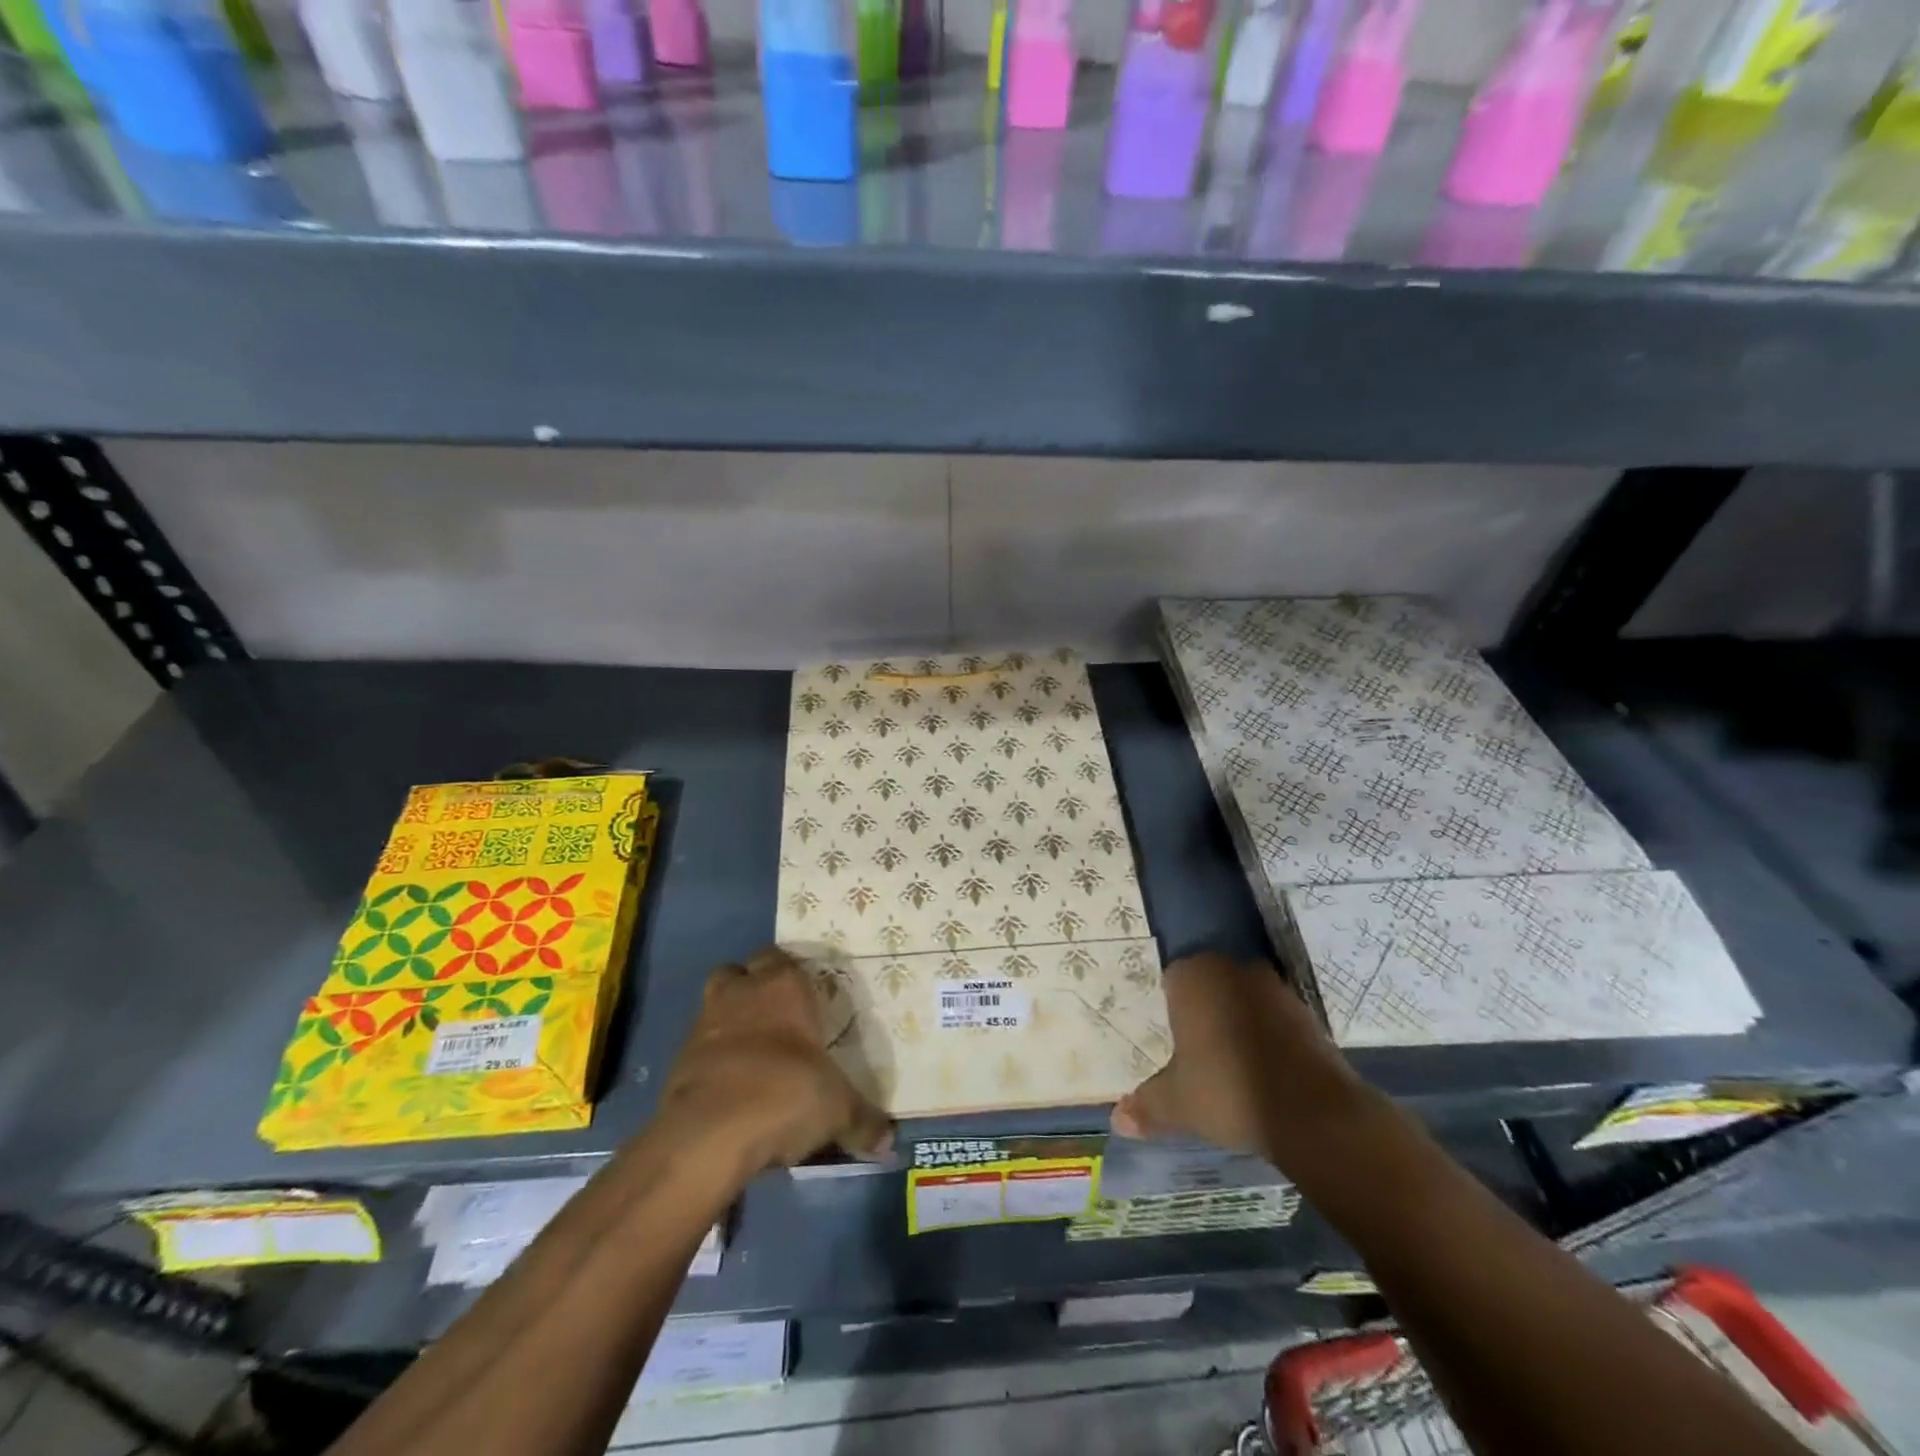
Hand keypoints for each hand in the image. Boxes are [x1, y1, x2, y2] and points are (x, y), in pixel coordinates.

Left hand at [659, 948, 892, 1173]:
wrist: (709, 1133)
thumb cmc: (785, 1094)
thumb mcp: (837, 1110)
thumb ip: (863, 1121)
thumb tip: (888, 1142)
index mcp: (784, 986)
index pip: (783, 958)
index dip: (793, 976)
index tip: (807, 1000)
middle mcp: (742, 992)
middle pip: (742, 973)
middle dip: (754, 988)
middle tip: (778, 1019)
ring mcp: (704, 1022)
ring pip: (716, 1003)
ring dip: (730, 1020)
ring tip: (752, 1053)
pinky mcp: (678, 1059)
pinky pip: (699, 1047)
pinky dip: (712, 1059)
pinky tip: (730, 1087)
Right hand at [1111, 952, 1359, 1157]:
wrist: (1313, 1112)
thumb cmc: (1228, 1091)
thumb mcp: (1177, 1104)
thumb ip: (1146, 1106)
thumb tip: (1117, 1119)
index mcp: (1192, 975)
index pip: (1171, 979)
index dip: (1169, 1007)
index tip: (1168, 1035)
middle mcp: (1231, 968)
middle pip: (1209, 983)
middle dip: (1203, 1010)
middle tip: (1193, 1048)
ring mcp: (1273, 987)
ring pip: (1243, 998)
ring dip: (1237, 1021)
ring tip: (1228, 1061)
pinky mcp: (1307, 1011)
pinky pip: (1274, 1017)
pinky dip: (1267, 1035)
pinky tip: (1262, 1068)